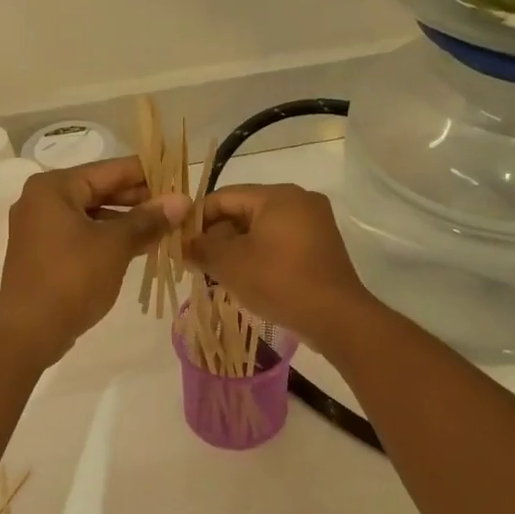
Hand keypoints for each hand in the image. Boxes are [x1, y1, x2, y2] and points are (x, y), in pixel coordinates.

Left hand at [0, 157, 189, 364]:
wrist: (29, 331)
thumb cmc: (72, 279)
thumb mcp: (115, 245)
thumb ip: (148, 220)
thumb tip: (182, 201)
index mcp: (54, 187)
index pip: (110, 169)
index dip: (148, 174)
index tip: (179, 177)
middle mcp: (42, 200)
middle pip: (100, 190)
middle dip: (139, 199)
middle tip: (177, 206)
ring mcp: (40, 228)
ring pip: (93, 215)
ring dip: (127, 221)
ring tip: (165, 227)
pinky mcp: (44, 253)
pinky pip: (82, 235)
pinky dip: (109, 238)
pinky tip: (139, 247)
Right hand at [187, 184, 378, 350]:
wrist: (335, 317)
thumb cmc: (278, 281)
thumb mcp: (229, 264)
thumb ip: (200, 248)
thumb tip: (183, 244)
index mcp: (277, 195)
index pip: (224, 196)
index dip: (197, 218)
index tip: (179, 242)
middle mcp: (299, 201)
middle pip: (244, 210)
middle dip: (217, 235)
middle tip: (195, 261)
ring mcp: (314, 224)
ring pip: (261, 229)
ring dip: (236, 248)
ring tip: (215, 273)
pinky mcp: (321, 248)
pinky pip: (280, 243)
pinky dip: (259, 255)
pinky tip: (244, 278)